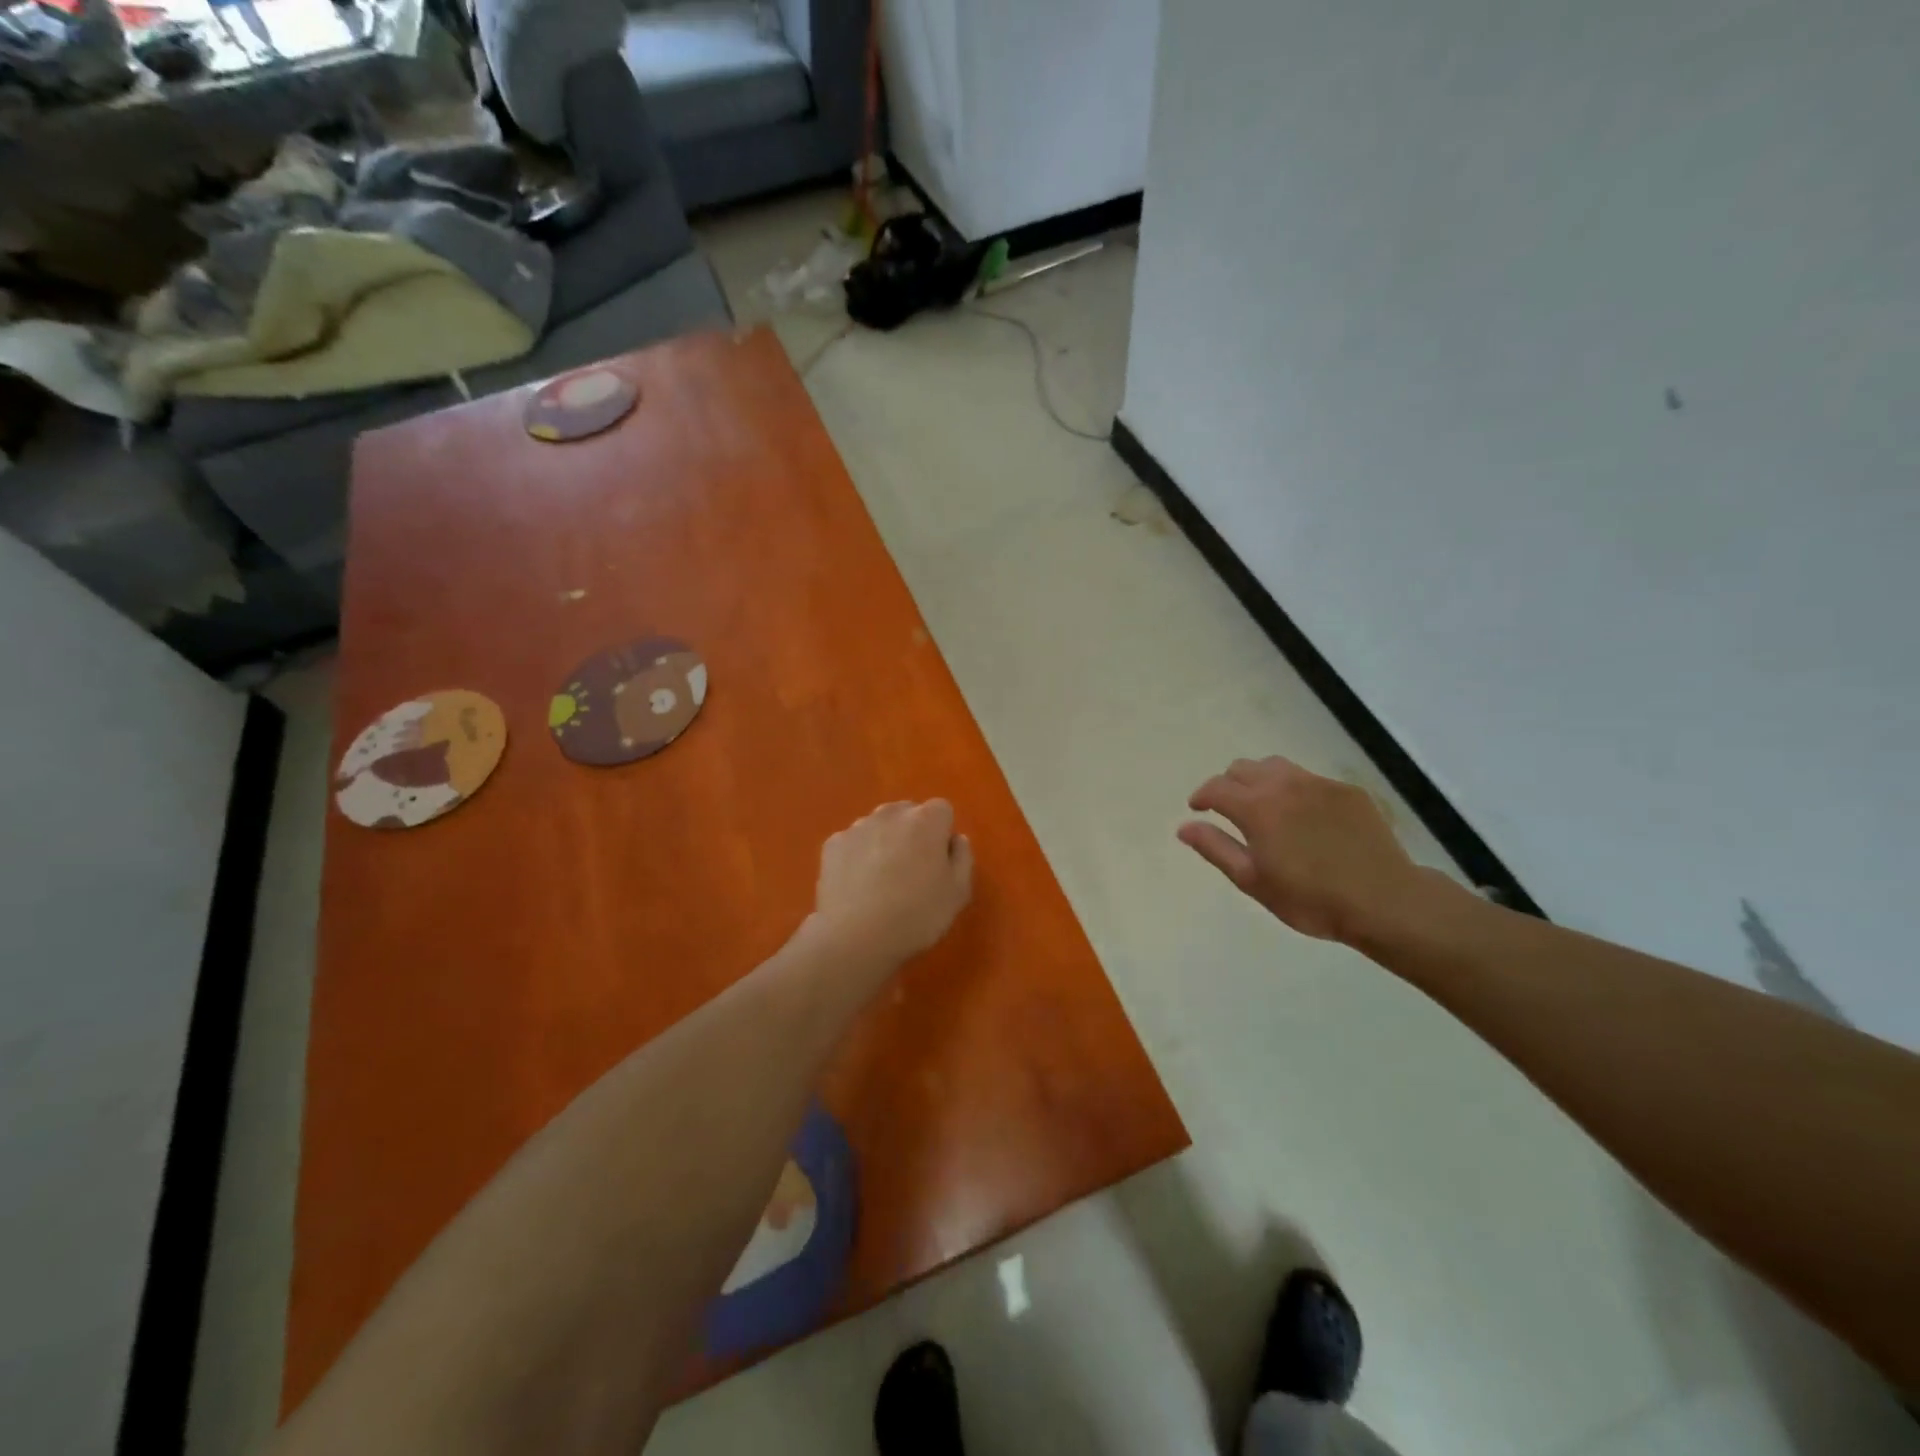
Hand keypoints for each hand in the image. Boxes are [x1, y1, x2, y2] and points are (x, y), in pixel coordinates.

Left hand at [809, 800, 973, 968]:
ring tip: (881, 881)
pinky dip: (857, 856)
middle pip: (908, 813)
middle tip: (911, 871)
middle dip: (912, 833)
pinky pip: (854, 842)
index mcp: (926, 820)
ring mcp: (857, 827)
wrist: (855, 937)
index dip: (942, 834)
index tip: (938, 862)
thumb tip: (955, 839)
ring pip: (878, 826)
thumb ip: (962, 857)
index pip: (942, 810)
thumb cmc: (916, 915)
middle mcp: (891, 813)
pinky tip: (857, 886)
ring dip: (884, 842)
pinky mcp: (832, 844)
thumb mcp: (958, 893)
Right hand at [1178, 757, 1431, 943]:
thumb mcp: (1253, 880)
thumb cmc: (1310, 899)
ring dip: (1259, 780)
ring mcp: (1319, 784)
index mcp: (1256, 807)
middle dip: (1228, 785)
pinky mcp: (1347, 791)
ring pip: (1276, 767)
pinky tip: (1304, 818)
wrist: (1384, 901)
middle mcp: (1284, 785)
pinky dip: (1294, 790)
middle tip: (1229, 811)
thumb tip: (1185, 826)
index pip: (1216, 787)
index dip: (1201, 797)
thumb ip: (1216, 848)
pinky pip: (1309, 779)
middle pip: (1243, 768)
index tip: (1198, 810)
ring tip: (1264, 807)